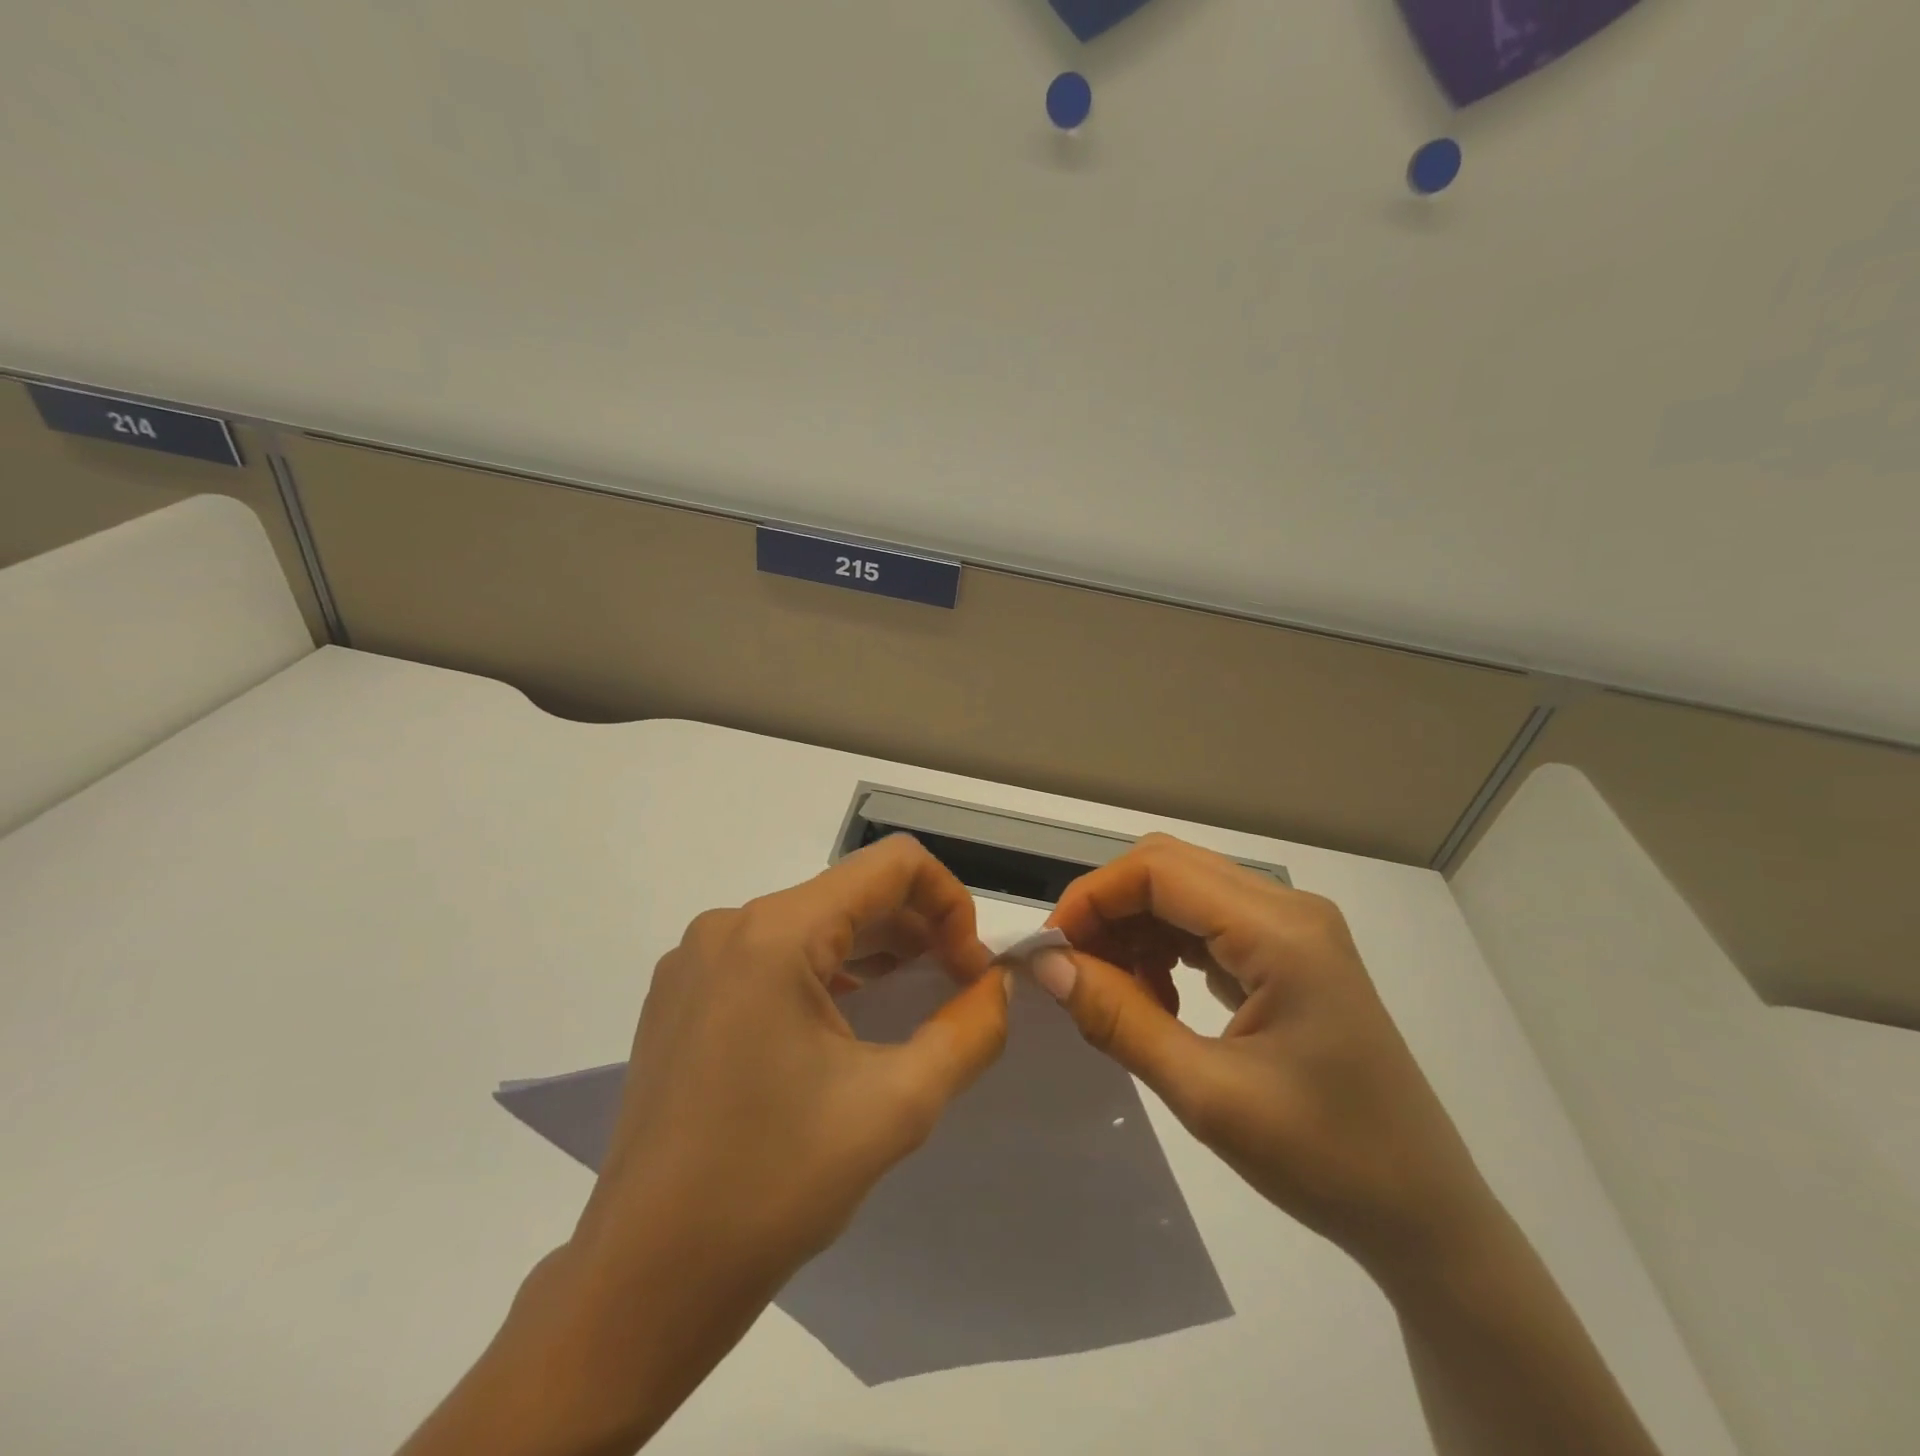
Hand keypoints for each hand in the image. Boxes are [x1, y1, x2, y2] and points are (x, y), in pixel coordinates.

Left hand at [399, 835, 1009, 1455]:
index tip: (970, 970)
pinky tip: (847, 1020)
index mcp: (776, 933)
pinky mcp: (681, 995)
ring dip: (874, 951)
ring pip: (812, 922)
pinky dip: (825, 971)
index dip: (950, 902)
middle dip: (917, 929)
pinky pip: (772, 955)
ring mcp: (696, 959)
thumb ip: (969, 1031)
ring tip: (911, 1002)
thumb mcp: (898, 1105)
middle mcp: (729, 926)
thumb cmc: (774, 1185)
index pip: (892, 864)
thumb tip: (998, 986)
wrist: (645, 1280)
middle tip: (956, 991)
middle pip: (851, 892)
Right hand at [1040, 834, 1493, 1273]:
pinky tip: (1155, 1000)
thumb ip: (1118, 1018)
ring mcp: (1294, 930)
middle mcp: (1289, 909)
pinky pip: (1207, 924)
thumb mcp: (1207, 1095)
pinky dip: (1164, 948)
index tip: (1050, 952)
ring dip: (1133, 929)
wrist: (1426, 1217)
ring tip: (1112, 994)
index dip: (1091, 897)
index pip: (1157, 870)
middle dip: (1107, 909)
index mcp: (1280, 931)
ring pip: (1184, 892)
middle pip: (1168, 869)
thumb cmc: (1325, 1160)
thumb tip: (1046, 964)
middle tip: (1070, 971)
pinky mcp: (1291, 954)